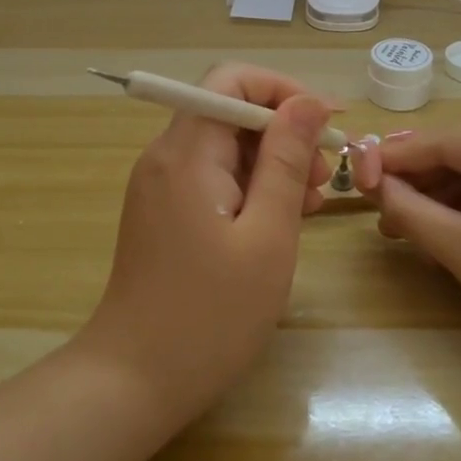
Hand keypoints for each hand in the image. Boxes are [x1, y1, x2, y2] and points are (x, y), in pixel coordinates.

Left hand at [78, 64, 334, 426]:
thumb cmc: (210, 315)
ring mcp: (160, 186)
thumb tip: (309, 101)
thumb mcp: (266, 236)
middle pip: (229, 112)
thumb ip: (286, 161)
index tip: (327, 124)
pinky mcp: (163, 212)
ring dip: (271, 164)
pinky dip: (249, 188)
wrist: (134, 381)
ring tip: (309, 205)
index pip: (231, 80)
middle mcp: (166, 157)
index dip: (283, 91)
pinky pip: (212, 178)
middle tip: (322, 179)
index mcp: (186, 153)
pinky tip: (279, 221)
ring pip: (224, 147)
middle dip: (282, 133)